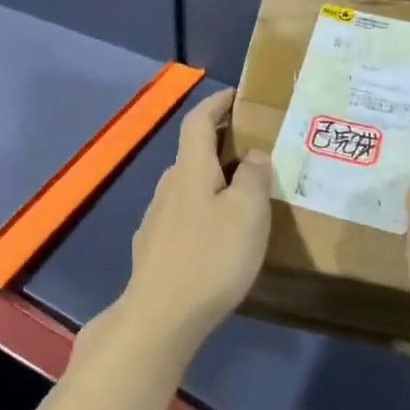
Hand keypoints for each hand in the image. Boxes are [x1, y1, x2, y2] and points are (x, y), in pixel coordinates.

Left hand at [117, 89, 272, 360]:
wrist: (160, 315)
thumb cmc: (210, 257)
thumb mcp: (247, 214)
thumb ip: (254, 178)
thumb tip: (254, 153)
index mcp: (190, 169)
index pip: (198, 120)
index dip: (216, 103)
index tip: (235, 94)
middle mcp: (168, 185)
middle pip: (193, 151)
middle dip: (221, 142)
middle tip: (255, 146)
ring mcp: (157, 217)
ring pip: (188, 184)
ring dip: (213, 178)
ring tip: (244, 191)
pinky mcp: (154, 246)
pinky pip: (184, 212)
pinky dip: (204, 207)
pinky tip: (218, 232)